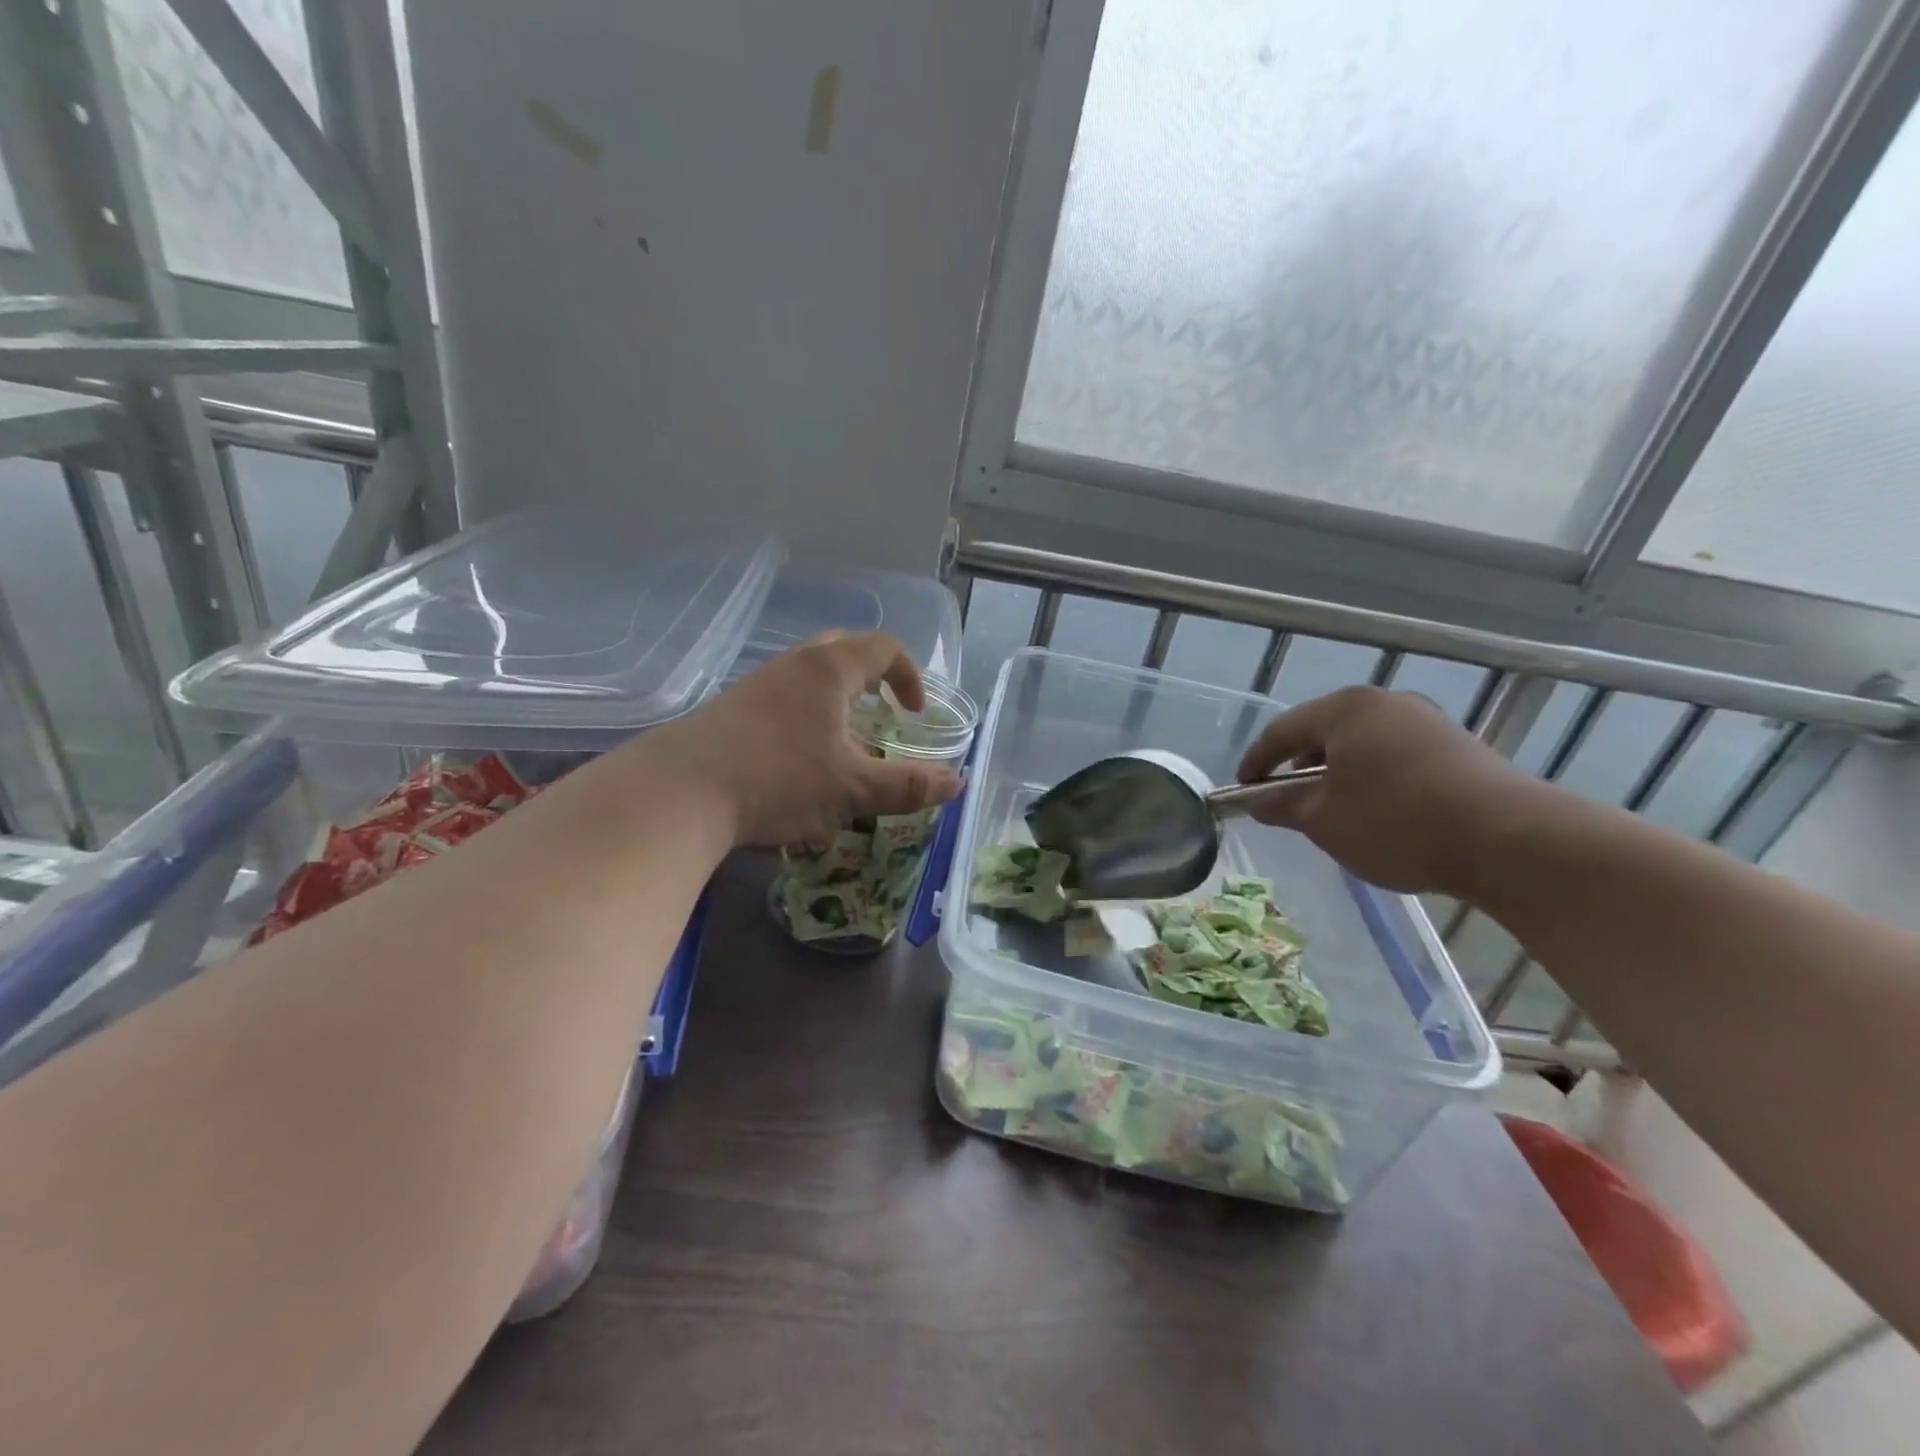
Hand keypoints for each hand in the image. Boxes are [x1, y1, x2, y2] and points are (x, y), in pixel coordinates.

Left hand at [648, 631, 961, 848]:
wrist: (678, 793)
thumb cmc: (778, 779)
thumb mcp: (853, 789)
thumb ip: (908, 786)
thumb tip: (958, 782)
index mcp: (829, 671)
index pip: (884, 648)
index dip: (910, 676)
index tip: (916, 714)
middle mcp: (793, 666)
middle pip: (842, 650)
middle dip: (871, 678)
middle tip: (882, 714)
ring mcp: (756, 686)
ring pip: (808, 678)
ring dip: (836, 704)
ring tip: (843, 748)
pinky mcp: (729, 710)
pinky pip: (781, 701)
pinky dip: (804, 720)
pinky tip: (798, 765)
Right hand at [1237, 685, 1541, 896]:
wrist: (1510, 841)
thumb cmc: (1397, 823)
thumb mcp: (1324, 821)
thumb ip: (1285, 807)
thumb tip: (1260, 803)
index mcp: (1346, 709)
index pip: (1283, 730)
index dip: (1256, 761)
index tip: (1242, 789)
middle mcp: (1386, 703)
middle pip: (1325, 730)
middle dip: (1299, 764)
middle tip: (1285, 798)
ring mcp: (1427, 721)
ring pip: (1363, 742)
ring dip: (1338, 771)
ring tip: (1331, 807)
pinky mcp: (1458, 745)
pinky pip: (1396, 754)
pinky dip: (1374, 776)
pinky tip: (1377, 809)